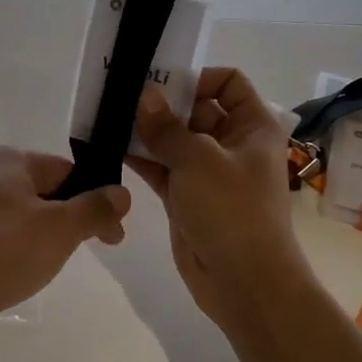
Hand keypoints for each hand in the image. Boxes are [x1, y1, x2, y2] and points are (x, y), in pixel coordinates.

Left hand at [0, 146, 128, 361]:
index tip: (113, 237)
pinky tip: (14, 275)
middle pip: (44, 191)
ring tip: (46, 268)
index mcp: (10, 160)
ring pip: (21, 216)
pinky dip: (14, 251)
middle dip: (69, 221)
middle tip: (86, 253)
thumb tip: (122, 192)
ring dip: (42, 238)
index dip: (96, 200)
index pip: (68, 171)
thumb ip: (93, 209)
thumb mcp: (57, 230)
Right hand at [127, 68, 311, 332]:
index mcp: (252, 126)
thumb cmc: (232, 210)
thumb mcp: (198, 159)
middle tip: (123, 94)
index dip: (198, 77)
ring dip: (147, 129)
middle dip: (162, 102)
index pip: (229, 83)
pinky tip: (111, 146)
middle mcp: (232, 143)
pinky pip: (162, 167)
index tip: (162, 81)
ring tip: (110, 116)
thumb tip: (145, 94)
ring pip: (175, 139)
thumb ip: (166, 126)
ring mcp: (208, 171)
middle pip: (196, 108)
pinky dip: (141, 157)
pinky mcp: (187, 196)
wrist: (245, 283)